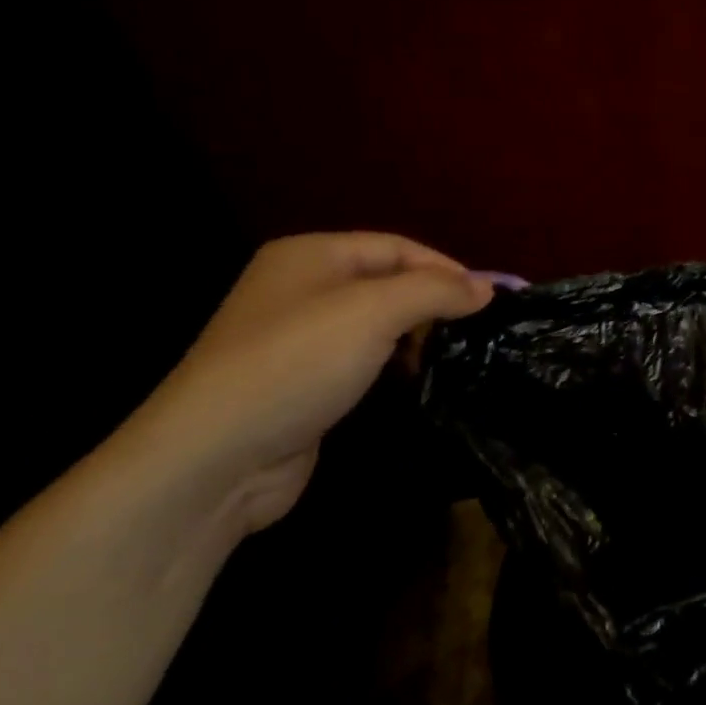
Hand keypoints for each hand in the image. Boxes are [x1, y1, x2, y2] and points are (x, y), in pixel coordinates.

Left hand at [122, 232, 492, 535]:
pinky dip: (394, 363)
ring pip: (378, 323)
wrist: (215, 458)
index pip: (397, 247)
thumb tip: (487, 288)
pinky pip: (363, 358)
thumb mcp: (374, 312)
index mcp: (311, 255)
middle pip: (389, 282)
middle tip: (476, 331)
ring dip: (417, 335)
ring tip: (454, 355)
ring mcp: (299, 338)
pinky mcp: (303, 381)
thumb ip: (436, 291)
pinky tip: (416, 379)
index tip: (490, 300)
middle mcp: (302, 288)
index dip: (447, 269)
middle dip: (433, 303)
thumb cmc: (297, 365)